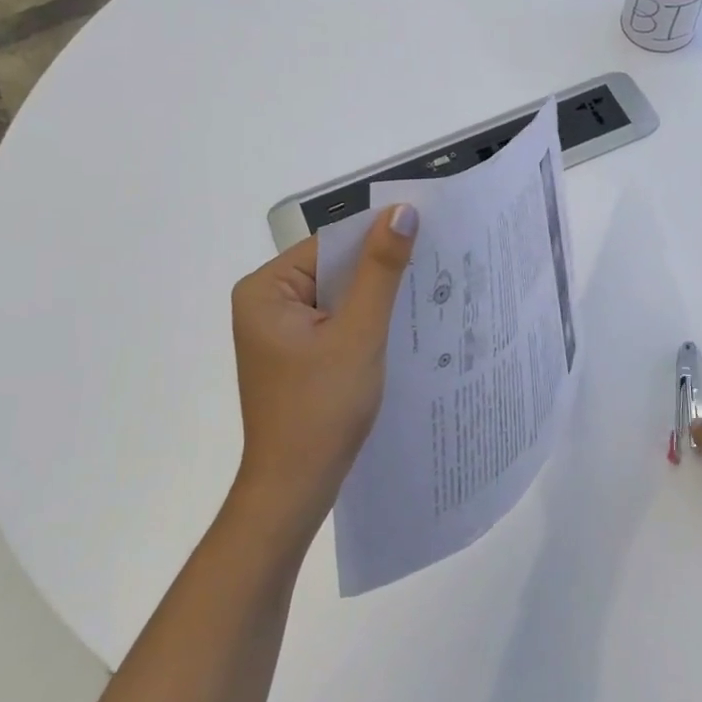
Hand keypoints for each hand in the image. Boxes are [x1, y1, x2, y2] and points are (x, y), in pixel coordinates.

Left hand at [228, 205, 418, 532]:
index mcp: (266, 289)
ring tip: (427, 292)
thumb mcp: (359, 333)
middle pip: (334, 268)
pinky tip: (399, 326)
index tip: (428, 235)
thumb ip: (380, 270)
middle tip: (436, 263)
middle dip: (379, 271)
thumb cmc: (322, 409)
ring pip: (339, 295)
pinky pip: (336, 320)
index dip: (377, 239)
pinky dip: (365, 322)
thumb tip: (402, 211)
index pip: (331, 244)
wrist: (295, 490)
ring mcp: (279, 330)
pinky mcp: (296, 354)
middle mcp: (266, 302)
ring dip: (376, 298)